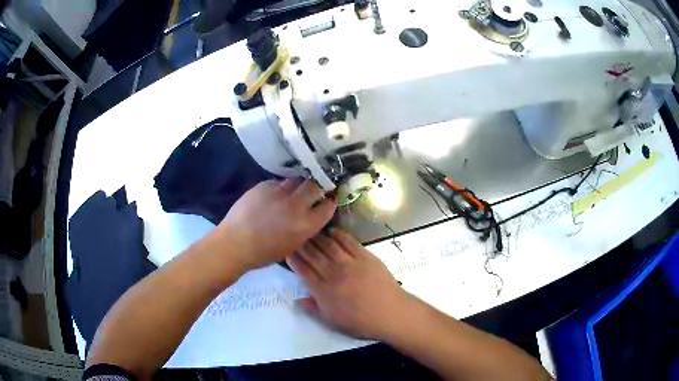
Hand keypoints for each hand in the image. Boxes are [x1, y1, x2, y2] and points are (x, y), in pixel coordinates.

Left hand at [215, 179, 335, 270]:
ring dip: (298, 185)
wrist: (235, 243)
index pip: (328, 206)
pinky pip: (278, 182)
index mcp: (306, 224)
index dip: (329, 202)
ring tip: (293, 191)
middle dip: (317, 187)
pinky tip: (274, 195)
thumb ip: (306, 228)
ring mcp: (279, 192)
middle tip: (313, 191)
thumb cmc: (264, 253)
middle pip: (315, 185)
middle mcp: (296, 205)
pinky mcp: (264, 185)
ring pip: (296, 180)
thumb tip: (312, 216)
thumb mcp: (293, 245)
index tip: (327, 201)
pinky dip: (280, 188)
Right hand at [286, 229, 409, 339]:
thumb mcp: (332, 322)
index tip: (287, 250)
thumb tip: (298, 299)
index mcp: (323, 291)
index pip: (303, 271)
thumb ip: (314, 309)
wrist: (390, 313)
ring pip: (328, 245)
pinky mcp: (365, 256)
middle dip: (301, 245)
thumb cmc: (361, 322)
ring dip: (317, 237)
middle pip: (313, 255)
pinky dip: (338, 235)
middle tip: (295, 235)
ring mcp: (350, 263)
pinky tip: (332, 231)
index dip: (294, 260)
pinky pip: (348, 242)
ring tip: (309, 230)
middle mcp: (333, 273)